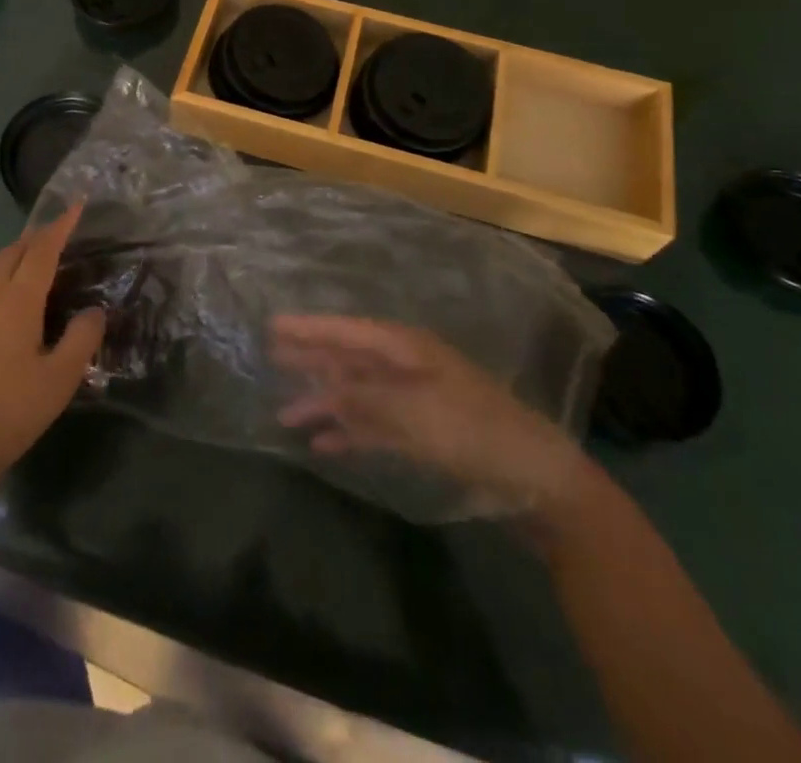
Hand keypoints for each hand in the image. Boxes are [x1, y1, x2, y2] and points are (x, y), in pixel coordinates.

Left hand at [0, 207, 104, 489]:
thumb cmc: (7, 411)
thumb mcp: (59, 379)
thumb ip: (81, 339)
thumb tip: (94, 310)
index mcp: (17, 301)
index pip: (42, 251)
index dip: (61, 226)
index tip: (78, 203)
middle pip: (13, 251)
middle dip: (39, 235)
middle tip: (64, 230)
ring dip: (20, 251)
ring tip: (42, 255)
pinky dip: (8, 271)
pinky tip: (18, 294)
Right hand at [271, 315, 602, 520]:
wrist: (531, 476)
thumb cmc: (473, 429)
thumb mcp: (415, 410)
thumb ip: (365, 399)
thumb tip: (321, 389)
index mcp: (405, 348)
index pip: (347, 331)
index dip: (310, 328)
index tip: (274, 324)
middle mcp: (403, 367)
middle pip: (347, 358)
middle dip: (310, 359)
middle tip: (269, 356)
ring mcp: (411, 399)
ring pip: (356, 395)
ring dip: (323, 403)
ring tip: (285, 415)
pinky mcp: (418, 432)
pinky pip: (372, 426)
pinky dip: (348, 433)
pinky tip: (323, 444)